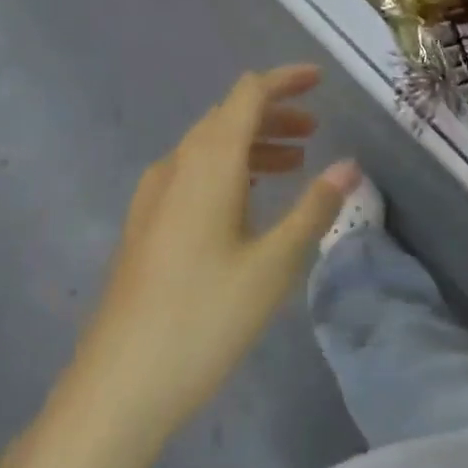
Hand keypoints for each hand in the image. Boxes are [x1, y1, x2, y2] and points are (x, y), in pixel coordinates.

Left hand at [62, 66, 359, 446]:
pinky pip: (193, 174)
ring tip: (293, 163)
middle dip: (273, 114)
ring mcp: (153, 196)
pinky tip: (246, 201)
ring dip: (253, 144)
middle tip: (315, 130)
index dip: (284, 80)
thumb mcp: (274, 264)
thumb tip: (349, 165)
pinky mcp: (145, 225)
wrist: (118, 387)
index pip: (247, 95)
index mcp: (208, 164)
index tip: (319, 80)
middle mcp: (176, 166)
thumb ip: (314, 208)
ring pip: (209, 147)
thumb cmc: (205, 319)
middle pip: (227, 117)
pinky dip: (229, 170)